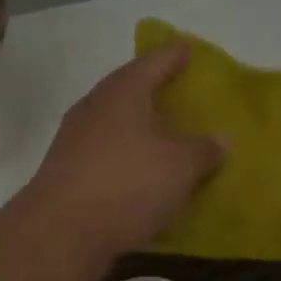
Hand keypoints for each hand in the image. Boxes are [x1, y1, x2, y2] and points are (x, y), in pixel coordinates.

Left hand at [22, 44, 224, 259]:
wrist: (60, 232)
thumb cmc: (127, 183)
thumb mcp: (180, 165)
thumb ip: (204, 149)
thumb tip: (221, 140)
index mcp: (123, 91)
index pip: (154, 61)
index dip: (174, 54)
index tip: (189, 49)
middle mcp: (95, 107)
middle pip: (129, 90)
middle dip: (154, 91)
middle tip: (181, 94)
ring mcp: (75, 140)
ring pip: (115, 124)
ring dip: (140, 129)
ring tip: (167, 137)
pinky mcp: (67, 173)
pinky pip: (107, 155)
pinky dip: (127, 159)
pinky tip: (144, 175)